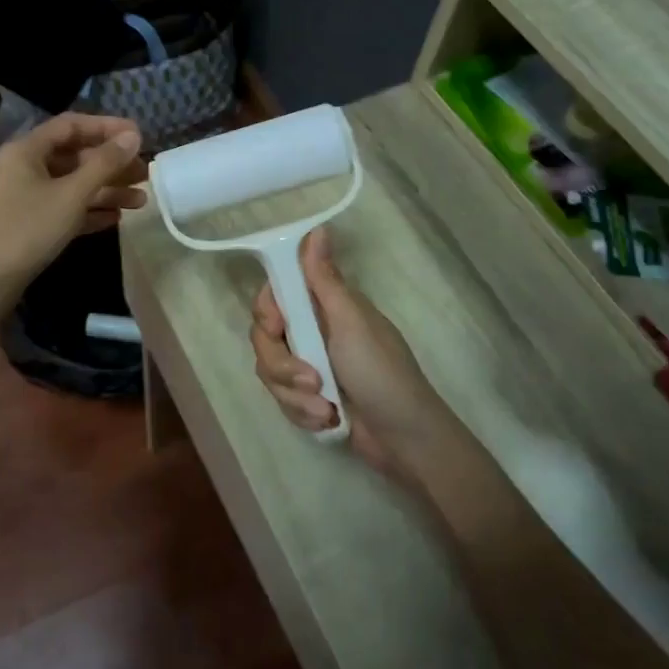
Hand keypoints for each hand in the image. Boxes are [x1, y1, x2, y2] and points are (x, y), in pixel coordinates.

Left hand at [0, 113, 145, 305]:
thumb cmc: (27, 230)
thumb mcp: (71, 195)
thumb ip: (104, 164)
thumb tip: (133, 136)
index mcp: (26, 150)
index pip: (71, 125)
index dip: (106, 127)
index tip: (138, 135)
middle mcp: (23, 167)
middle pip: (74, 157)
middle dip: (111, 165)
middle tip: (145, 174)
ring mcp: (24, 197)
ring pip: (71, 185)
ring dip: (105, 190)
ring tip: (140, 201)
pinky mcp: (27, 223)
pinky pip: (63, 208)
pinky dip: (88, 211)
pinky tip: (116, 219)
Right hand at [248, 228, 455, 481]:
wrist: (404, 440)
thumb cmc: (382, 373)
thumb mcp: (352, 323)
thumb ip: (325, 279)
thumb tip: (318, 228)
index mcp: (324, 307)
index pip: (275, 296)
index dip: (268, 312)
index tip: (277, 327)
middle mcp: (313, 332)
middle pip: (265, 339)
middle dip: (282, 366)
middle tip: (311, 381)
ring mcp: (309, 367)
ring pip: (271, 373)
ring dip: (295, 396)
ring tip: (325, 409)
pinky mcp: (308, 399)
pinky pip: (282, 400)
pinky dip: (302, 414)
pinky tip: (328, 421)